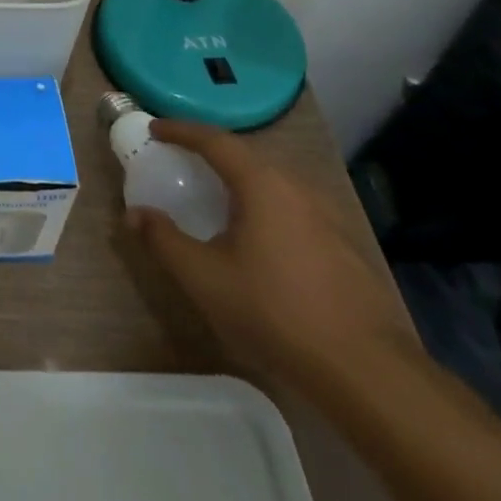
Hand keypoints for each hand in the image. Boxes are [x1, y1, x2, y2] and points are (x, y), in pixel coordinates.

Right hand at [125, 119, 419, 392]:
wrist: (366, 371)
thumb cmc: (274, 311)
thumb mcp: (203, 277)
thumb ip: (163, 239)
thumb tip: (134, 214)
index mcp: (263, 185)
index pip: (216, 141)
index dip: (181, 131)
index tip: (155, 130)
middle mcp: (298, 190)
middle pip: (248, 157)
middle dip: (212, 152)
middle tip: (182, 160)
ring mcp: (329, 219)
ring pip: (275, 184)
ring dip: (240, 181)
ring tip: (216, 196)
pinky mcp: (346, 248)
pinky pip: (294, 209)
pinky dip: (264, 206)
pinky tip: (258, 237)